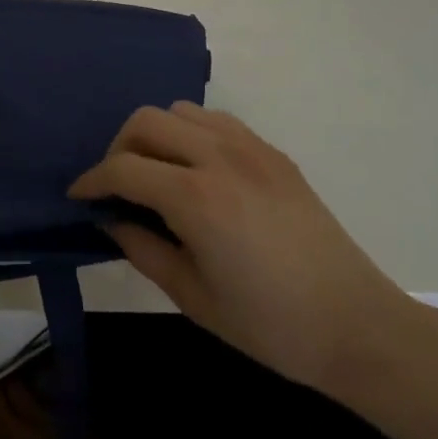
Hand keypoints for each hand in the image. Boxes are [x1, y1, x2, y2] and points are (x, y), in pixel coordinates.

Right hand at [70, 102, 419, 396]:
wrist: (358, 326)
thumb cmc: (270, 325)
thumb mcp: (192, 297)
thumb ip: (142, 250)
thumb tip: (111, 219)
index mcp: (196, 198)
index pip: (124, 169)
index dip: (92, 181)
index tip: (79, 196)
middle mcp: (219, 158)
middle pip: (146, 122)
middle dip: (119, 148)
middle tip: (116, 186)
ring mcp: (251, 149)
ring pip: (181, 111)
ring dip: (155, 135)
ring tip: (155, 173)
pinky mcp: (273, 153)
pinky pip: (216, 121)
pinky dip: (191, 133)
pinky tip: (196, 169)